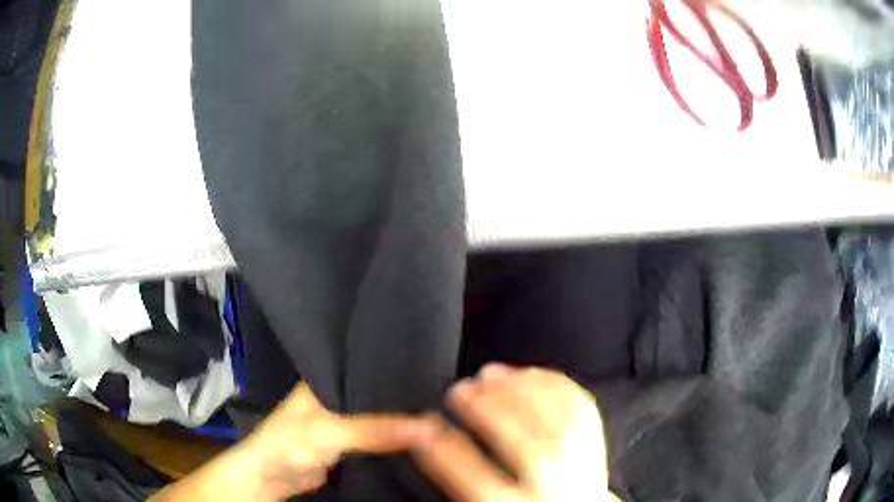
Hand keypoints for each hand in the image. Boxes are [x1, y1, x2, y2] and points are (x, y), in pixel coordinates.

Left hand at [241, 382, 426, 497]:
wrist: (271, 477)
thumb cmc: (290, 443)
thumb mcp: (331, 432)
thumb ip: (376, 428)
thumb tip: (430, 425)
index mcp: (327, 377)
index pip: (368, 365)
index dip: (398, 367)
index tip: (436, 368)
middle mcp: (336, 394)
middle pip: (376, 391)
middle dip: (404, 394)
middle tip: (446, 394)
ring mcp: (343, 420)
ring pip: (378, 415)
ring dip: (401, 417)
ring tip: (441, 410)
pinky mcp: (348, 442)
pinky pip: (377, 436)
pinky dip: (394, 437)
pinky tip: (420, 435)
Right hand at [411, 364, 618, 500]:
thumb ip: (462, 482)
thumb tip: (428, 444)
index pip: (469, 475)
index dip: (439, 446)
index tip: (420, 426)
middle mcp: (548, 489)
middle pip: (517, 441)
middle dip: (484, 407)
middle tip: (458, 389)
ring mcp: (578, 468)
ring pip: (552, 419)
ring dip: (518, 389)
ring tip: (490, 375)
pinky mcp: (596, 452)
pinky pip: (581, 410)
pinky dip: (555, 386)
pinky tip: (532, 375)